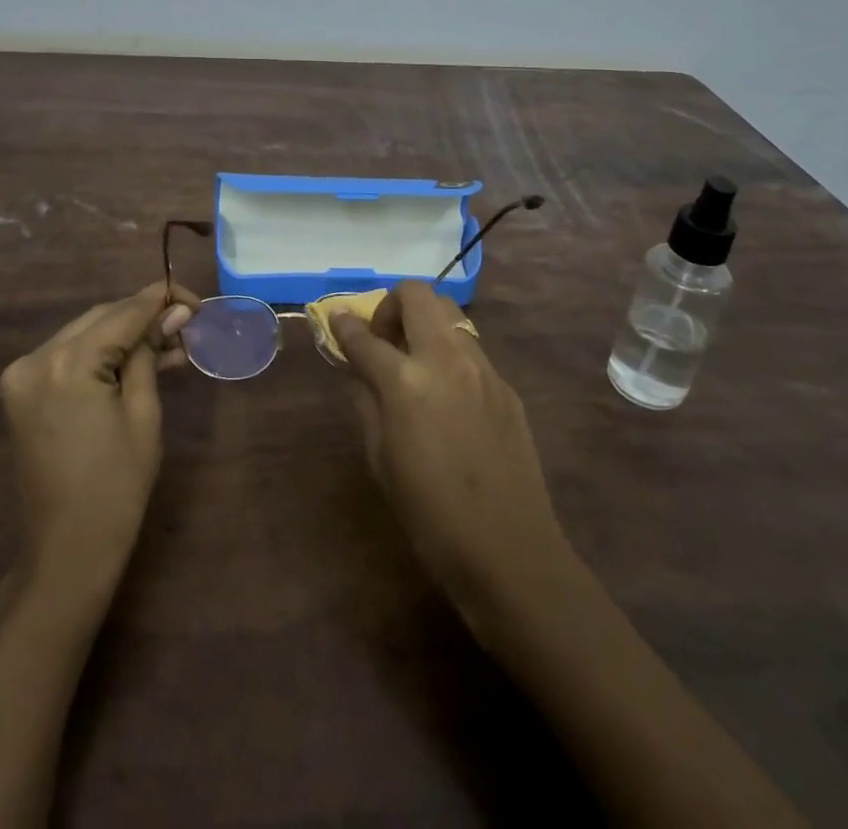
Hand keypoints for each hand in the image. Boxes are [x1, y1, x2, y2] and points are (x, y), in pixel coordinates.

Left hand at [0, 282, 196, 609]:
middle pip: (101, 318)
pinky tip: (135, 362)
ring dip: (124, 335)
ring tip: (169, 348)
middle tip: (186, 327)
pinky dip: (100, 354)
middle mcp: (36, 359)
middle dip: (144, 318)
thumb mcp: (144, 413)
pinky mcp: (21, 392)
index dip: (162, 301)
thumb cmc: (116, 486)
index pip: (123, 313)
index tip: (196, 302)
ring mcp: (22, 375)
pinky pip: (68, 356)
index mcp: (67, 364)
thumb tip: (174, 312)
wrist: (66, 551)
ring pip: (84, 334)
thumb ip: (151, 353)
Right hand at [330, 280, 573, 635]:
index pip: (365, 337)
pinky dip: (448, 351)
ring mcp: (482, 368)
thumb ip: (366, 400)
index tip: (336, 320)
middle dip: (391, 305)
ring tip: (414, 361)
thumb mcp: (381, 460)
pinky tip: (446, 392)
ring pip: (449, 313)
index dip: (344, 325)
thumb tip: (359, 367)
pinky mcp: (506, 385)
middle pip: (417, 295)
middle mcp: (446, 360)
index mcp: (406, 383)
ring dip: (424, 323)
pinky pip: (471, 347)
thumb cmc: (430, 517)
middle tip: (383, 340)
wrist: (511, 552)